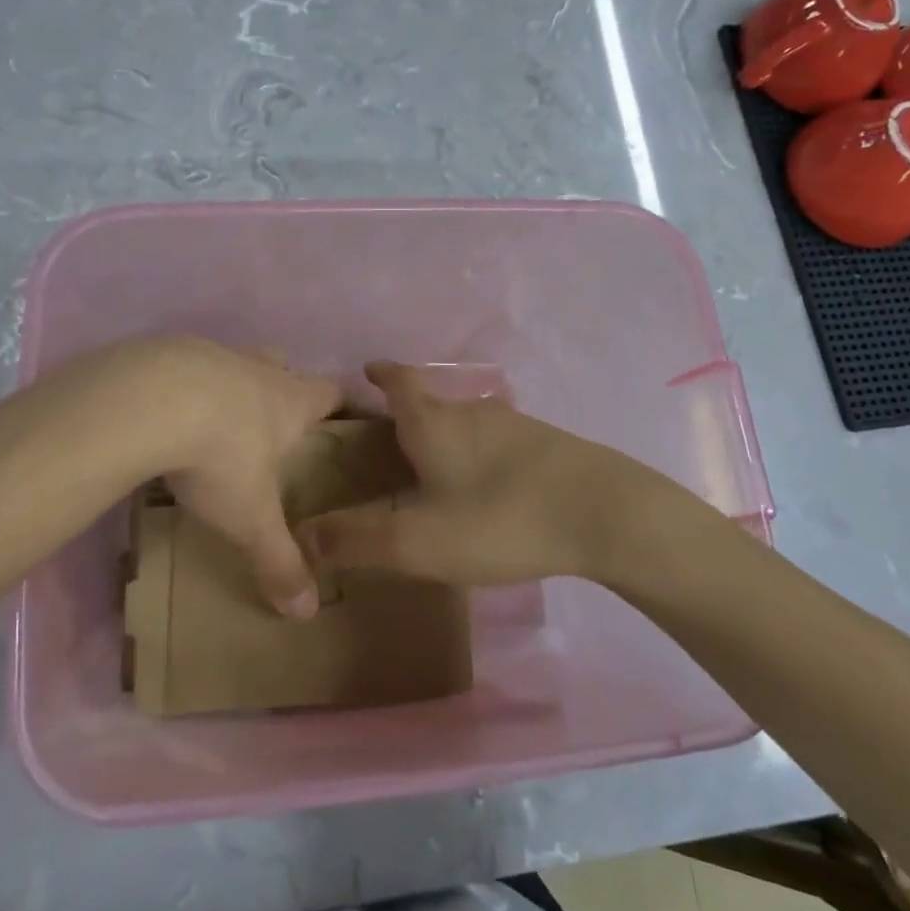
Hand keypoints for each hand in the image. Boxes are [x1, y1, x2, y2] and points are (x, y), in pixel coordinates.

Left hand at [137, 338, 341, 617]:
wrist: (147, 400)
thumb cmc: (218, 456)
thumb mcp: (250, 518)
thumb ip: (278, 561)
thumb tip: (306, 612)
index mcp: (289, 401)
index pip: (332, 392)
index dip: (344, 403)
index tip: (348, 415)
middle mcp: (256, 370)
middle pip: (282, 365)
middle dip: (284, 385)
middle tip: (275, 419)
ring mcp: (210, 355)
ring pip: (232, 362)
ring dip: (229, 384)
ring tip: (212, 420)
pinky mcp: (166, 351)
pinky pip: (182, 365)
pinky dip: (181, 385)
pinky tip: (162, 412)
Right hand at [296, 361, 703, 586]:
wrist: (608, 513)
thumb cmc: (502, 518)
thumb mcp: (420, 541)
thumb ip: (358, 540)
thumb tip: (301, 535)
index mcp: (435, 423)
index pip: (400, 382)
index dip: (382, 374)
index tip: (367, 369)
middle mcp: (472, 412)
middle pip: (431, 402)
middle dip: (407, 414)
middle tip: (387, 440)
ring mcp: (514, 426)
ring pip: (466, 422)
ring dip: (444, 434)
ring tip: (431, 465)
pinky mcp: (547, 446)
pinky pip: (496, 441)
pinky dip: (477, 454)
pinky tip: (485, 484)